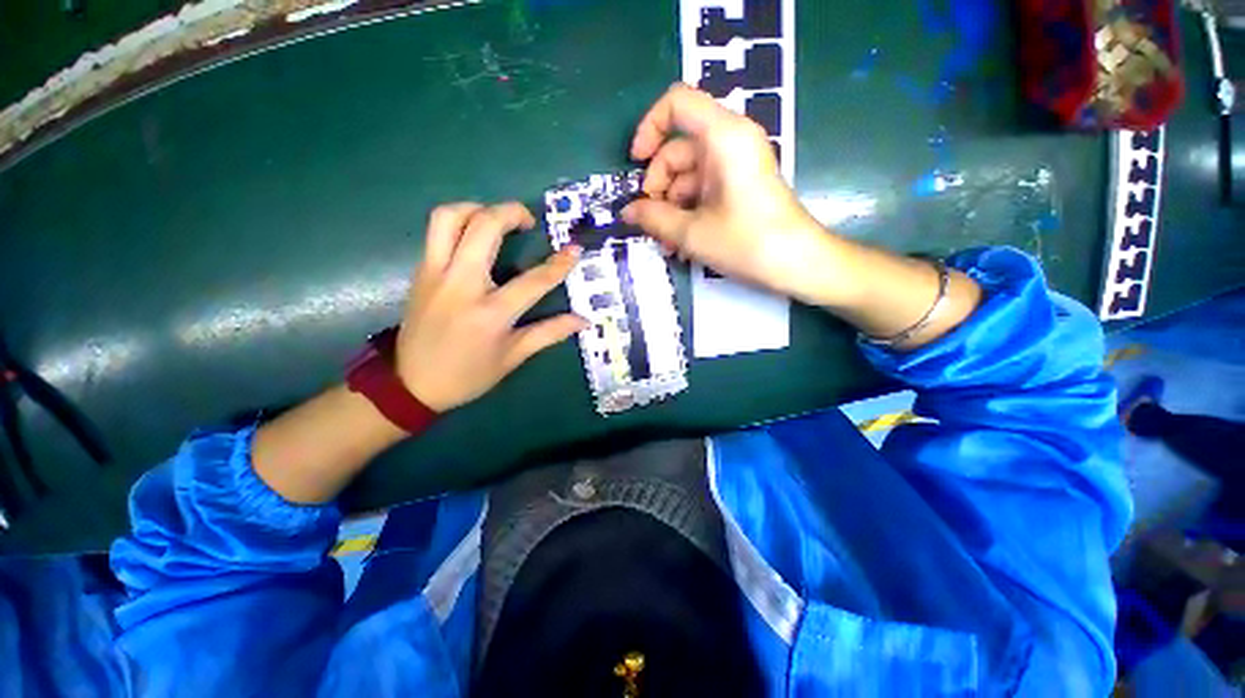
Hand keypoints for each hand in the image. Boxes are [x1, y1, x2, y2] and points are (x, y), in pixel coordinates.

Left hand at [396, 202, 585, 411]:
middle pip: (484, 227)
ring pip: (449, 217)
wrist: (411, 383)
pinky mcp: (421, 271)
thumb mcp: (513, 357)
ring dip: (477, 207)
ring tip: (496, 218)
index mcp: (491, 313)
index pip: (534, 280)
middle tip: (528, 220)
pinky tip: (474, 235)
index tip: (574, 250)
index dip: (559, 264)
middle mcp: (461, 284)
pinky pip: (436, 231)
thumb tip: (583, 320)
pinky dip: (458, 221)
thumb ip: (549, 333)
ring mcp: (435, 273)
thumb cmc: (468, 374)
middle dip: (511, 212)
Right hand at [621, 83, 827, 300]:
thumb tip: (627, 213)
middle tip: (651, 224)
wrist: (798, 264)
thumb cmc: (747, 242)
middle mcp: (731, 142)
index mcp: (723, 136)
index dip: (649, 128)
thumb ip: (654, 219)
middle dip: (658, 188)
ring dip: (671, 209)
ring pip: (688, 176)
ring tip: (668, 245)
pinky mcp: (740, 186)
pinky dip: (688, 213)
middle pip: (678, 149)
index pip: (677, 104)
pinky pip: (704, 190)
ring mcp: (736, 165)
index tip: (635, 164)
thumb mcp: (692, 233)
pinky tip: (682, 244)